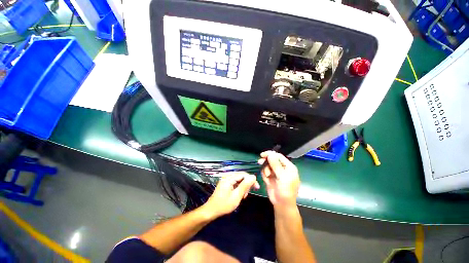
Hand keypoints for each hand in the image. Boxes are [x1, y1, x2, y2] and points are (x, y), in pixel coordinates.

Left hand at [203, 172, 259, 217]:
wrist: (211, 211)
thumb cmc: (224, 205)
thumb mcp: (236, 196)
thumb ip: (245, 185)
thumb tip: (253, 176)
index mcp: (229, 178)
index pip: (243, 174)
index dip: (251, 180)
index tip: (257, 188)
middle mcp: (227, 176)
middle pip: (241, 176)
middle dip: (247, 184)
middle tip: (248, 193)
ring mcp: (226, 180)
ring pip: (239, 180)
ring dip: (243, 187)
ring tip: (243, 196)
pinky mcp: (225, 183)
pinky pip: (235, 182)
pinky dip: (239, 188)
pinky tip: (239, 195)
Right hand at [258, 151, 299, 208]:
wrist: (282, 205)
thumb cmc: (286, 190)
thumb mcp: (282, 177)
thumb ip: (276, 165)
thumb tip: (271, 154)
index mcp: (288, 167)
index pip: (279, 156)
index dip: (270, 154)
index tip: (262, 155)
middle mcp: (282, 168)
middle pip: (272, 160)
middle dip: (266, 161)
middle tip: (260, 162)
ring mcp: (275, 173)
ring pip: (267, 165)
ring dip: (265, 169)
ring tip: (267, 176)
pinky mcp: (270, 177)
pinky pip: (265, 172)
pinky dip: (264, 174)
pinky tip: (266, 179)